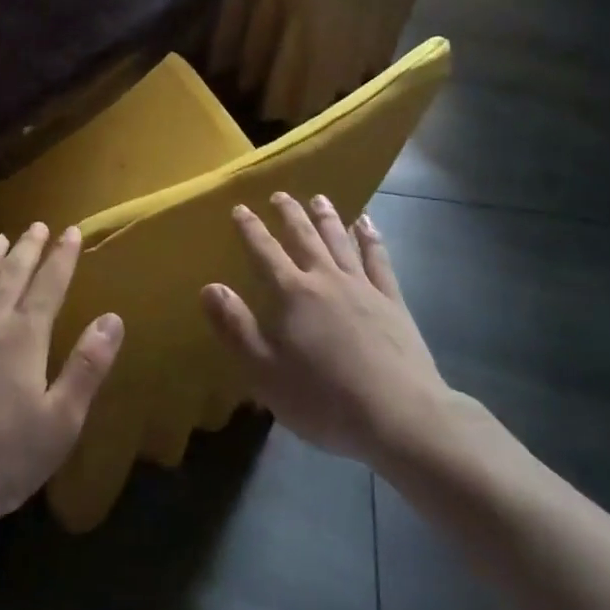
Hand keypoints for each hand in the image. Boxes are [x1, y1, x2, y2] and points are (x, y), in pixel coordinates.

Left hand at [0, 223, 124, 521]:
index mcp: (24, 338)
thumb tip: (113, 319)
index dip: (62, 258)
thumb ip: (87, 367)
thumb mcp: (60, 421)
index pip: (49, 286)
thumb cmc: (0, 456)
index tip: (71, 232)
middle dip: (26, 249)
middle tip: (36, 225)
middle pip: (11, 277)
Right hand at [203, 194, 455, 468]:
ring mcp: (363, 287)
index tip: (240, 208)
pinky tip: (367, 224)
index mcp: (293, 295)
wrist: (399, 414)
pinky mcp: (392, 301)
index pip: (265, 252)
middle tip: (280, 195)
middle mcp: (326, 279)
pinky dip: (370, 238)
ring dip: (327, 217)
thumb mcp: (265, 372)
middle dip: (289, 214)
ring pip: (340, 241)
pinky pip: (379, 259)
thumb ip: (236, 327)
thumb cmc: (324, 399)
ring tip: (319, 198)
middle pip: (305, 237)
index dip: (250, 229)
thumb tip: (210, 287)